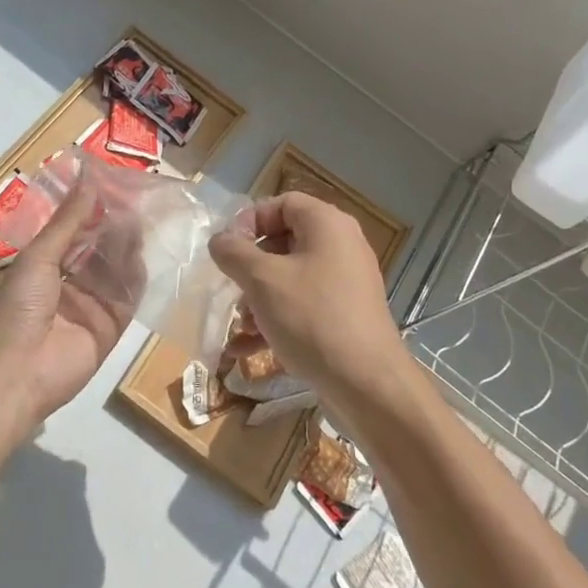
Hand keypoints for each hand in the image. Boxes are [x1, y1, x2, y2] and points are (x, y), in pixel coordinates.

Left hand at [0, 177, 137, 424]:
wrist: (17, 372)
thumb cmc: (18, 307)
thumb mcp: (39, 256)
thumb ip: (68, 220)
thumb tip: (88, 179)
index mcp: (45, 265)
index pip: (75, 231)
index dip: (92, 209)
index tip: (113, 184)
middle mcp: (70, 282)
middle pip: (99, 249)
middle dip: (114, 226)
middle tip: (137, 199)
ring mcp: (92, 305)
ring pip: (116, 270)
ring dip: (126, 247)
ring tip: (142, 220)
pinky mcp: (111, 327)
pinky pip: (128, 298)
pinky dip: (136, 277)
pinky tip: (144, 255)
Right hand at [209, 193, 408, 417]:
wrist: (367, 384)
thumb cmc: (312, 318)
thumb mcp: (262, 280)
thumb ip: (233, 252)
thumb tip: (220, 240)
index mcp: (327, 225)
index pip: (282, 203)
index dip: (249, 220)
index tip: (228, 248)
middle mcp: (341, 247)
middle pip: (284, 241)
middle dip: (250, 267)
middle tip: (232, 287)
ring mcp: (346, 283)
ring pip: (290, 278)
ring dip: (258, 298)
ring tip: (241, 326)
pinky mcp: (345, 316)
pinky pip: (303, 306)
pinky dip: (275, 320)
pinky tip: (246, 349)